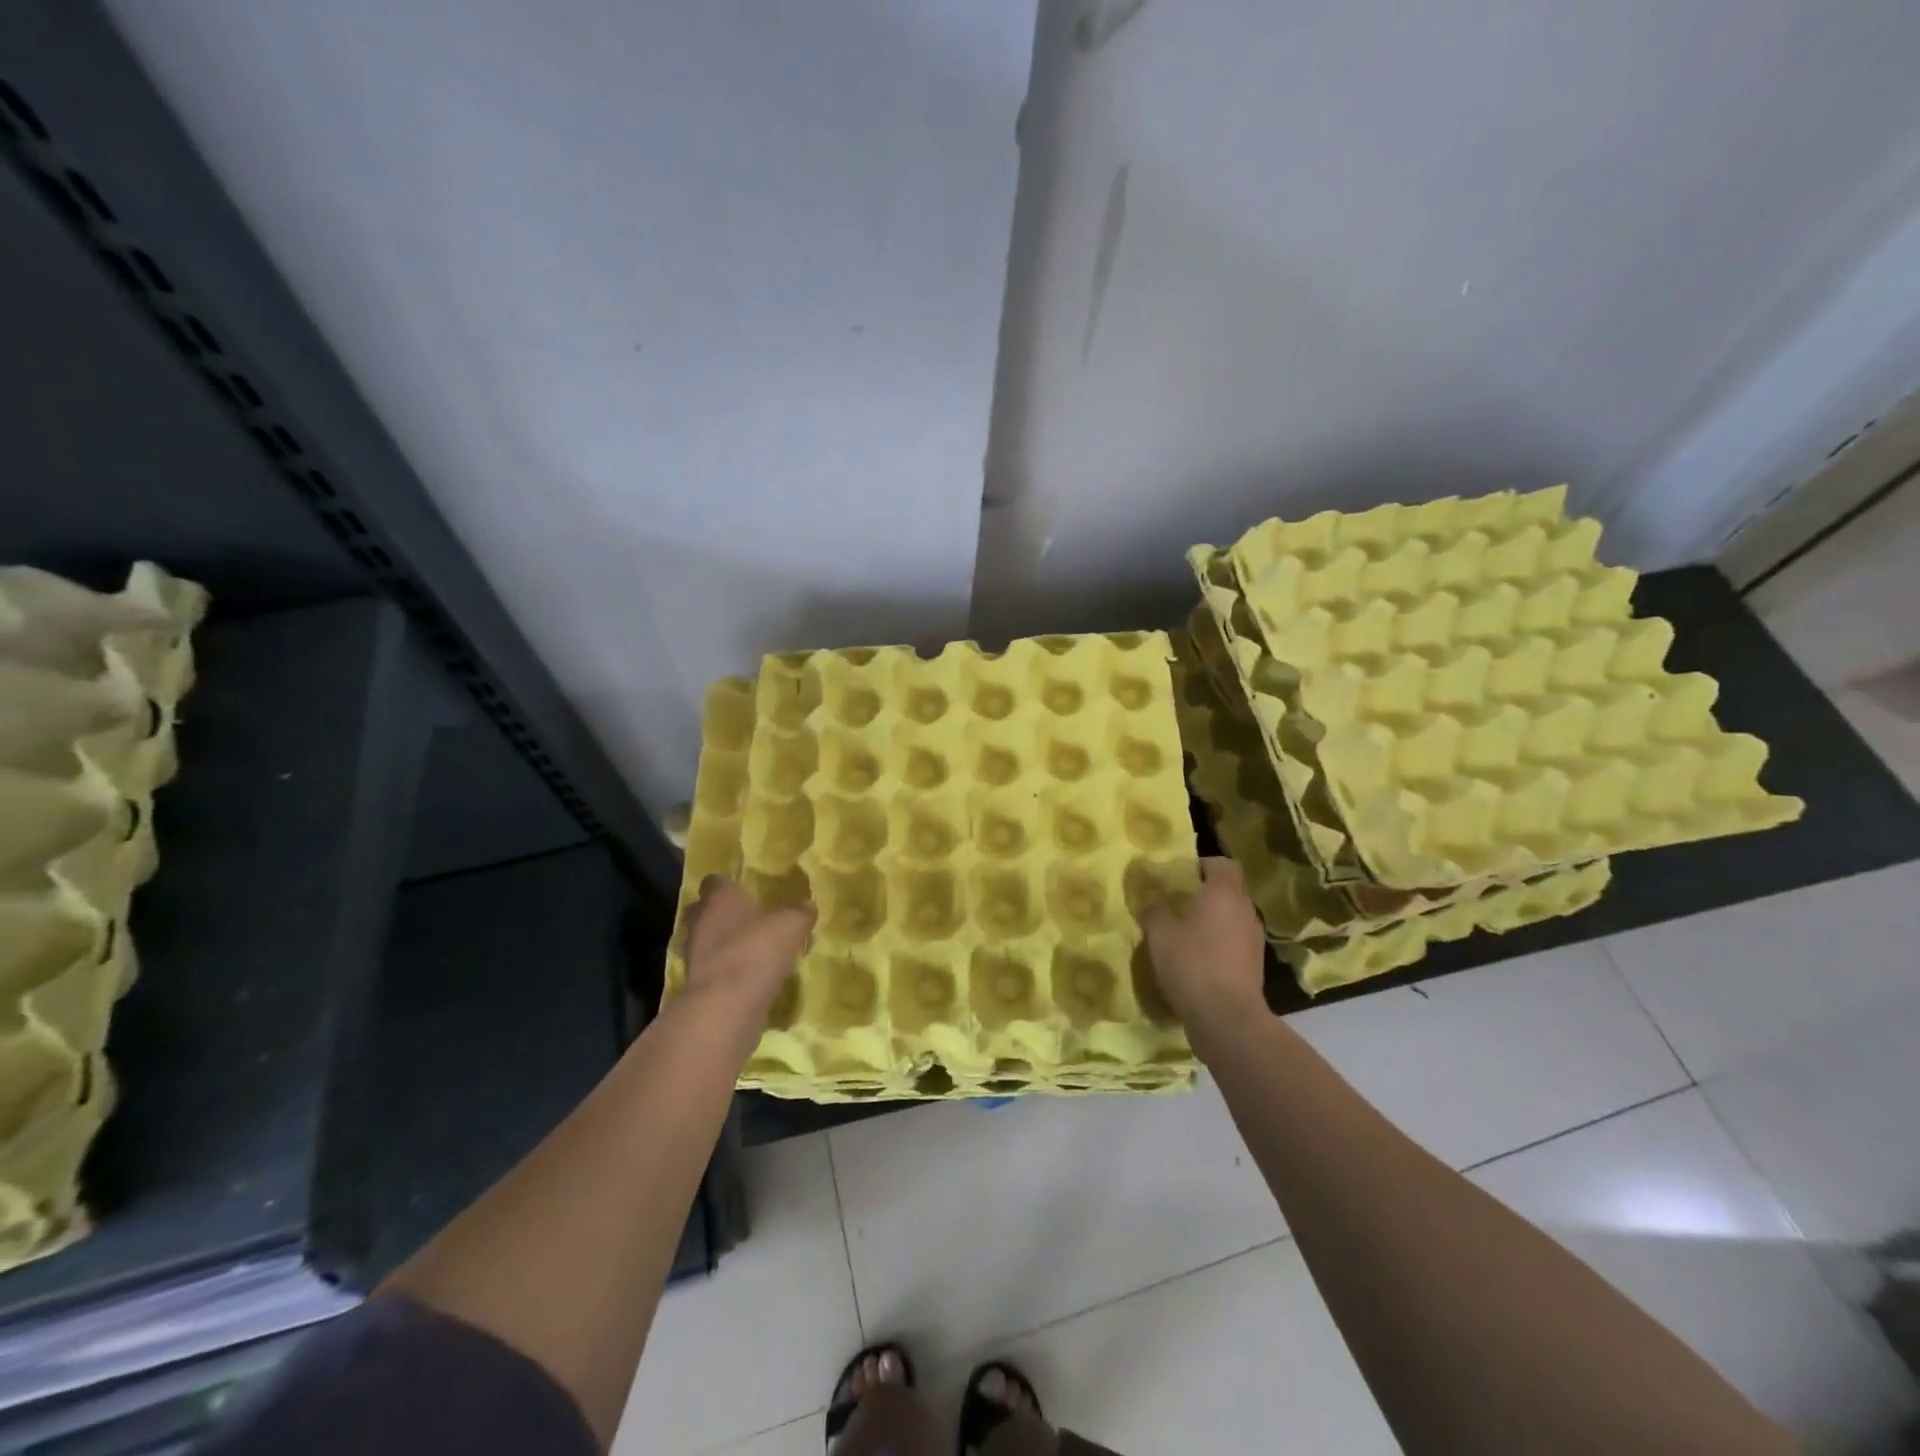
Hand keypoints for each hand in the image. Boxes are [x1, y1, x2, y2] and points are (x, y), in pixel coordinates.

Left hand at [682, 876, 814, 1018]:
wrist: (726, 1006)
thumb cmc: (756, 950)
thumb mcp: (791, 926)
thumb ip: (800, 913)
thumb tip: (808, 905)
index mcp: (719, 898)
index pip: (715, 882)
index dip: (729, 884)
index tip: (745, 889)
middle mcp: (701, 922)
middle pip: (705, 910)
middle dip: (723, 913)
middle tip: (749, 917)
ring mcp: (695, 954)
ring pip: (708, 940)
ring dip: (725, 943)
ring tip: (753, 948)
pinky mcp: (698, 984)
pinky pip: (714, 967)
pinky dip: (728, 968)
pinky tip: (750, 974)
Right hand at [1141, 858, 1268, 1027]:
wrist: (1227, 1018)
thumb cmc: (1192, 964)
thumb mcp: (1160, 934)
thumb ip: (1154, 908)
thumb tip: (1150, 894)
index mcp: (1225, 894)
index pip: (1223, 864)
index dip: (1203, 864)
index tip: (1180, 875)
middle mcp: (1245, 910)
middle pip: (1230, 890)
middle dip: (1206, 892)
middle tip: (1177, 902)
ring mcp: (1254, 939)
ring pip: (1233, 917)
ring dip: (1213, 919)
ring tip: (1185, 932)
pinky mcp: (1254, 965)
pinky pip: (1235, 941)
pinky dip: (1219, 943)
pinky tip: (1197, 958)